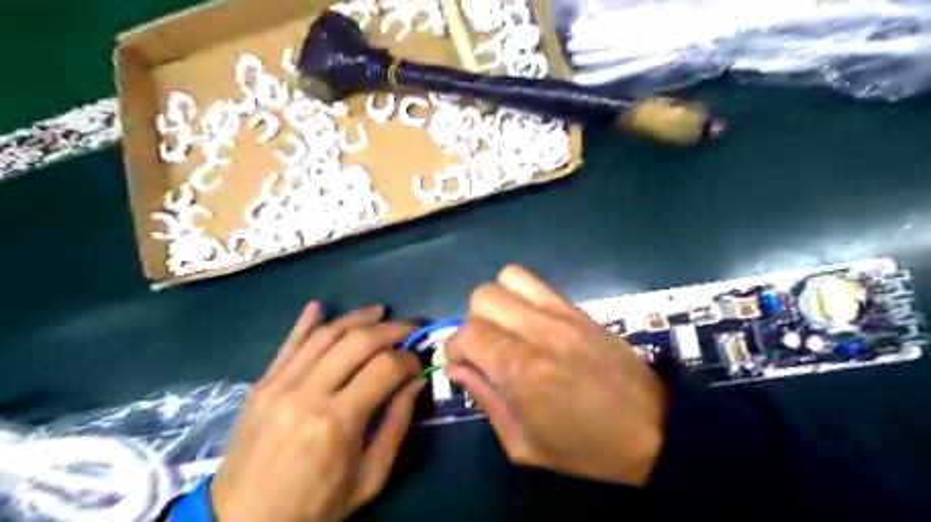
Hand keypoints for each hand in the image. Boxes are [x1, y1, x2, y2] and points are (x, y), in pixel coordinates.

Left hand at [210, 304, 423, 521]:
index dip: (409, 359)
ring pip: (325, 335)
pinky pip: (288, 344)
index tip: (418, 362)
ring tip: (379, 312)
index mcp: (338, 421)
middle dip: (391, 330)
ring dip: (356, 318)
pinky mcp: (262, 385)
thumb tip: (416, 381)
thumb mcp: (370, 476)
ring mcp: (280, 385)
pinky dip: (306, 322)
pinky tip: (320, 306)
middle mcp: (308, 393)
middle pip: (357, 341)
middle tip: (408, 330)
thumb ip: (397, 424)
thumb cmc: (315, 505)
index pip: (385, 368)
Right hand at [447, 267, 665, 486]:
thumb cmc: (587, 448)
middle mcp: (539, 331)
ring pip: (507, 279)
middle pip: (483, 297)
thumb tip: (458, 369)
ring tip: (503, 330)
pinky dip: (519, 295)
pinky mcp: (578, 309)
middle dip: (470, 323)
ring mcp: (561, 314)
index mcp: (523, 370)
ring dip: (494, 303)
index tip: (459, 367)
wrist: (654, 428)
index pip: (468, 334)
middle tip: (482, 350)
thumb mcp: (525, 445)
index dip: (453, 349)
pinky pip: (536, 283)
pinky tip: (527, 322)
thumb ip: (486, 400)